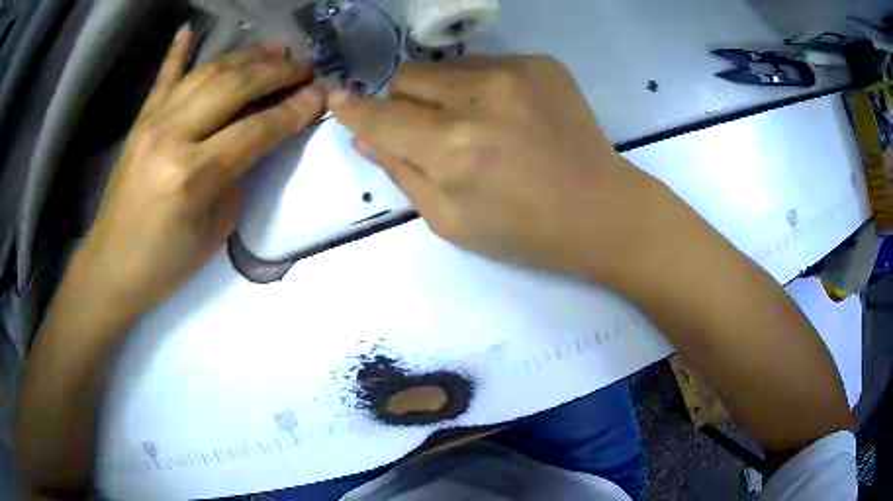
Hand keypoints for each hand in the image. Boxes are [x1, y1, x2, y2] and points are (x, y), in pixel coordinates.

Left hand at [78, 26, 324, 314]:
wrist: (112, 266)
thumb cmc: (166, 263)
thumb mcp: (215, 231)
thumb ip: (238, 177)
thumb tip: (258, 140)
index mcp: (193, 175)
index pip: (256, 130)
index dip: (293, 110)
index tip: (321, 95)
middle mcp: (172, 136)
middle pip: (234, 87)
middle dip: (276, 73)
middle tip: (303, 68)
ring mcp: (152, 123)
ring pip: (207, 73)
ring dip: (245, 57)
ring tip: (274, 51)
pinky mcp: (140, 121)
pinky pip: (163, 78)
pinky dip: (178, 51)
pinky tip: (190, 29)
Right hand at [329, 56, 665, 279]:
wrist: (602, 210)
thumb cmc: (525, 231)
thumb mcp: (450, 220)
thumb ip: (401, 173)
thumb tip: (365, 137)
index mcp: (451, 148)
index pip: (380, 117)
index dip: (353, 109)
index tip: (337, 98)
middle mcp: (477, 98)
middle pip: (408, 77)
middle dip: (405, 103)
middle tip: (430, 130)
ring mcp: (514, 73)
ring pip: (446, 67)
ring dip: (446, 93)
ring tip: (480, 125)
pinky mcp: (541, 64)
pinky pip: (488, 64)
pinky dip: (484, 87)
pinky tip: (512, 115)